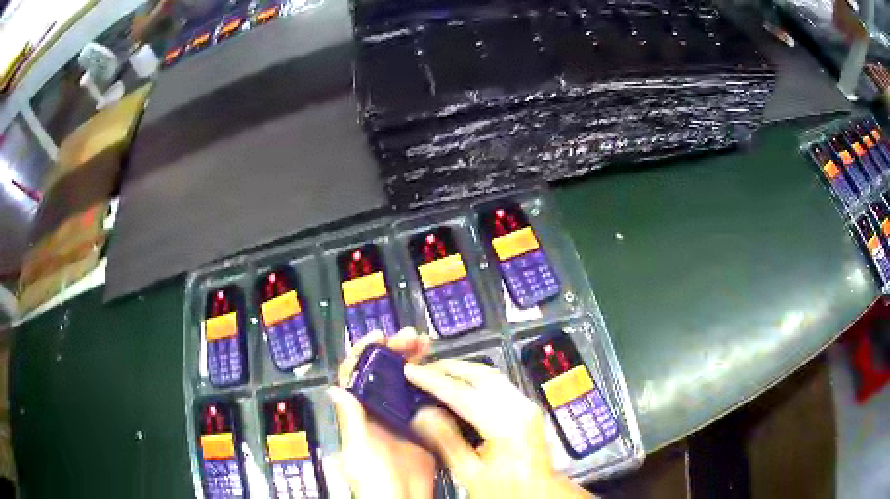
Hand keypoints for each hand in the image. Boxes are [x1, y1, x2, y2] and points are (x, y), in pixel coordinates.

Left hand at [328, 328, 435, 498]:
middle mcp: (379, 413)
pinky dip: (431, 385)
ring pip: (405, 383)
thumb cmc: (373, 482)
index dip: (365, 353)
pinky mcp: (421, 428)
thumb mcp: (358, 452)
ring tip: (427, 347)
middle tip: (412, 338)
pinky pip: (425, 401)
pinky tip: (440, 376)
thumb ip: (350, 422)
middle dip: (396, 351)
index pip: (356, 376)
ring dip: (414, 363)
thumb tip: (336, 389)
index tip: (379, 337)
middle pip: (384, 374)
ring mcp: (401, 419)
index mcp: (360, 415)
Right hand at [405, 360, 591, 497]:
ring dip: (463, 371)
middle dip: (448, 367)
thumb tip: (423, 414)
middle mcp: (521, 409)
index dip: (432, 380)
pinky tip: (462, 385)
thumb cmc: (507, 489)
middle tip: (422, 369)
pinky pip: (500, 384)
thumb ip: (445, 441)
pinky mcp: (529, 409)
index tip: (411, 372)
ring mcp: (528, 406)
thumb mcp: (470, 473)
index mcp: (506, 425)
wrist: (538, 493)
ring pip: (492, 375)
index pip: (462, 393)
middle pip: (481, 375)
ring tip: (437, 373)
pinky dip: (477, 379)